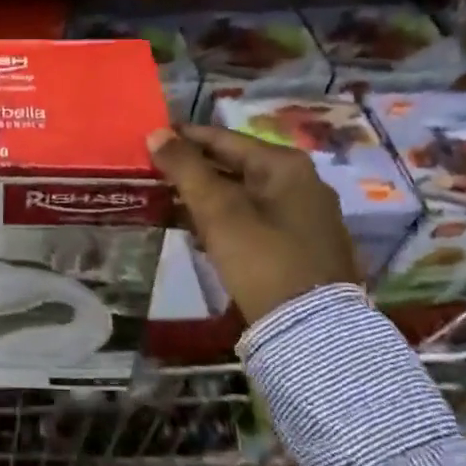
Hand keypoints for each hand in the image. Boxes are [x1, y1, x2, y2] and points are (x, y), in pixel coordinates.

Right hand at [146, 124, 359, 322]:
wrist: (313, 332)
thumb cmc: (261, 258)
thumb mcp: (217, 210)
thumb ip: (185, 167)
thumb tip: (156, 132)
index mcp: (285, 164)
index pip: (223, 138)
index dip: (184, 138)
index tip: (152, 140)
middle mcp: (303, 181)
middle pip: (236, 164)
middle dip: (196, 169)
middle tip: (156, 173)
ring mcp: (308, 215)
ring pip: (245, 193)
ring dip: (209, 196)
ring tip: (171, 201)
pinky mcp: (306, 245)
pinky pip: (258, 217)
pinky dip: (229, 218)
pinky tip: (202, 231)